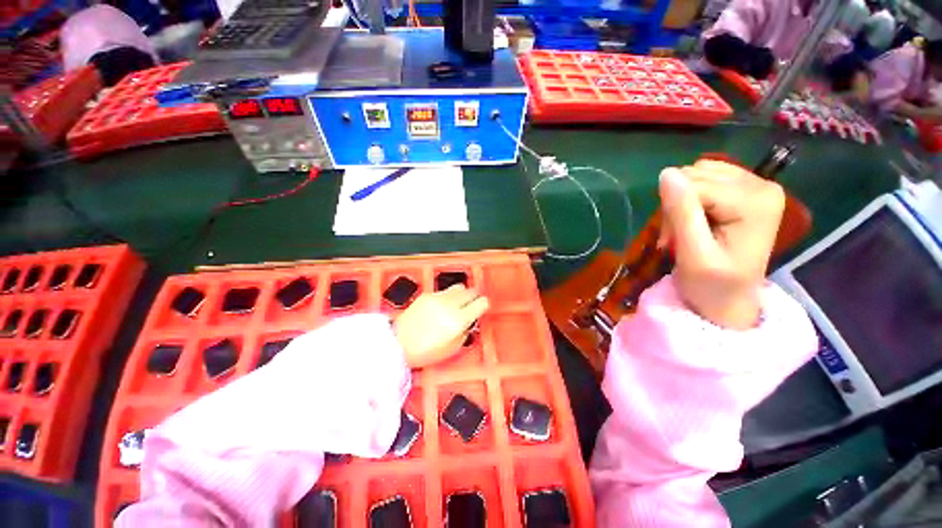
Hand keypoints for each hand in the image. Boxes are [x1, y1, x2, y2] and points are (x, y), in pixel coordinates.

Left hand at [393, 285, 489, 367]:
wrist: (398, 344)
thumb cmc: (424, 351)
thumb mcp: (452, 348)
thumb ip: (466, 331)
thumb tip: (470, 320)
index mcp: (458, 320)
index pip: (482, 302)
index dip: (484, 305)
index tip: (482, 307)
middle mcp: (450, 305)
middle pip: (471, 291)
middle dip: (474, 297)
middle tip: (472, 304)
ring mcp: (437, 298)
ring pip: (459, 286)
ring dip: (462, 294)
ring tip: (457, 304)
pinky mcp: (427, 295)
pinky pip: (444, 291)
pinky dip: (447, 296)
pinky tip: (441, 307)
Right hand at [657, 161, 784, 329]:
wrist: (729, 300)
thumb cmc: (711, 285)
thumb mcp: (693, 254)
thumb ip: (682, 213)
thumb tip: (667, 173)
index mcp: (755, 201)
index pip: (694, 186)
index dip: (673, 211)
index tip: (671, 240)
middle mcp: (761, 185)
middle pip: (696, 176)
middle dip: (677, 206)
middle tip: (679, 237)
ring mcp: (757, 184)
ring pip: (696, 174)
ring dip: (682, 202)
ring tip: (686, 229)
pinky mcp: (748, 189)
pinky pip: (705, 176)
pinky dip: (690, 196)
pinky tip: (695, 217)